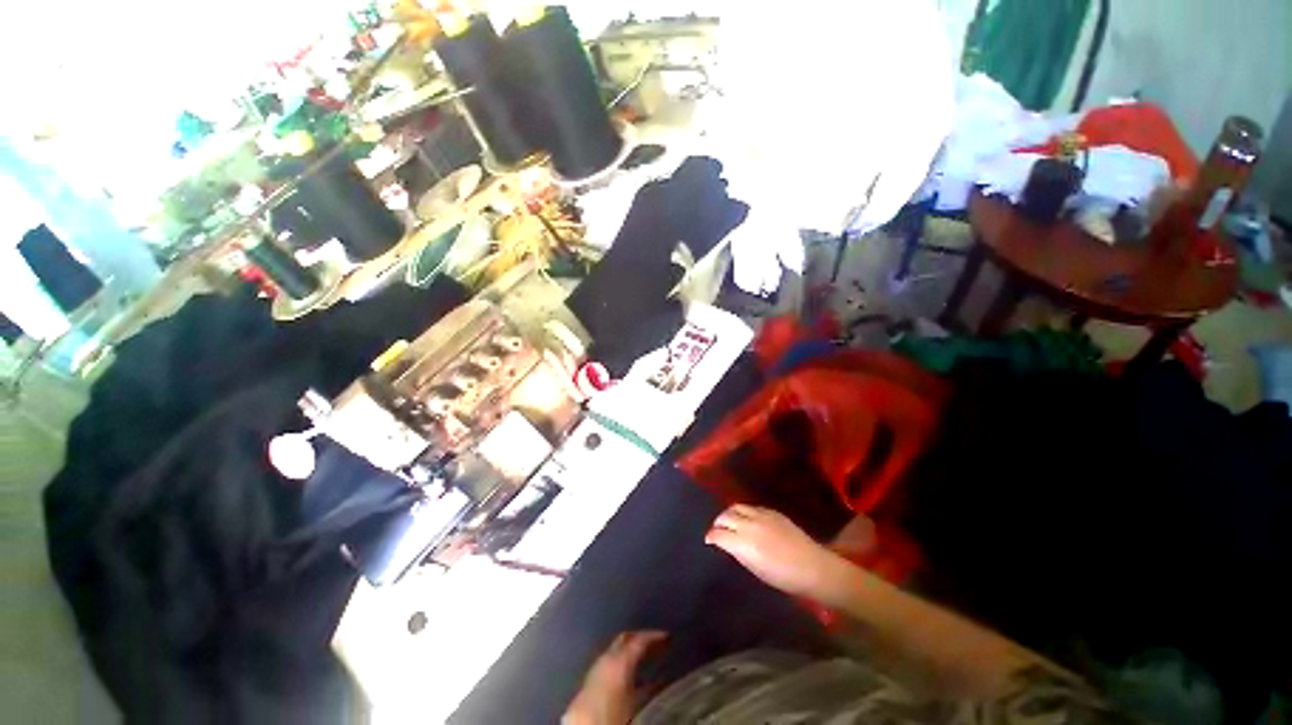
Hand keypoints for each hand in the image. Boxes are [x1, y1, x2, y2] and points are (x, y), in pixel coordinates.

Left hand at [563, 631, 667, 724]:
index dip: (654, 636)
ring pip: (615, 650)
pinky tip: (629, 676)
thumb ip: (651, 689)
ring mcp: (595, 669)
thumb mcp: (637, 704)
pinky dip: (620, 662)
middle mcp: (605, 659)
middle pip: (624, 639)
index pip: (639, 639)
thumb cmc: (612, 718)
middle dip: (640, 637)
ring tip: (646, 658)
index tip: (667, 636)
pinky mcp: (588, 683)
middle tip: (657, 642)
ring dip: (629, 650)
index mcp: (619, 661)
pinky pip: (608, 663)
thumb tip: (666, 679)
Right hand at [705, 505, 840, 598]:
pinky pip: (751, 507)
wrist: (812, 567)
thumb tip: (725, 543)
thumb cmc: (783, 577)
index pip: (718, 533)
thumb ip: (737, 552)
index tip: (708, 540)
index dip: (711, 536)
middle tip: (718, 530)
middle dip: (718, 523)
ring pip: (736, 506)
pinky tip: (747, 520)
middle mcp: (749, 524)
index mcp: (743, 543)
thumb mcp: (755, 568)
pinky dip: (744, 512)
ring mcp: (761, 514)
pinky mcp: (772, 511)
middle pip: (725, 516)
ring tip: (730, 522)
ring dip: (729, 514)